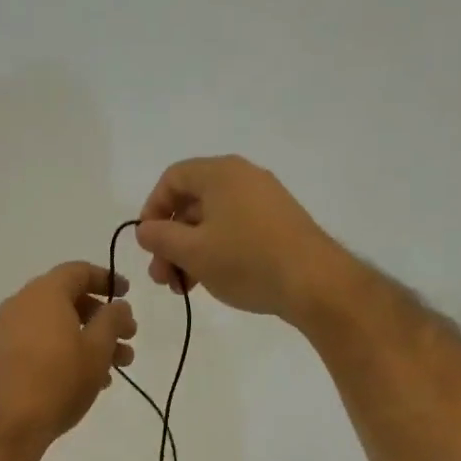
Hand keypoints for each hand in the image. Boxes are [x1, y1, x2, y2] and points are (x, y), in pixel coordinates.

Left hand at [0, 262, 136, 451]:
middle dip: (103, 317)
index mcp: (44, 293)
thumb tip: (118, 305)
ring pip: (58, 324)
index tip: (128, 293)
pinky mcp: (5, 355)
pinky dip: (68, 350)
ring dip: (90, 338)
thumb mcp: (98, 348)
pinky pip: (42, 341)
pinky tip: (90, 378)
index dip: (107, 279)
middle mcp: (22, 304)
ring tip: (118, 366)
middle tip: (129, 337)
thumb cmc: (59, 379)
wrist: (9, 424)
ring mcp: (9, 330)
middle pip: (69, 299)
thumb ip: (113, 320)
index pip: (79, 271)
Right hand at [135, 155, 349, 321]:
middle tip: (162, 277)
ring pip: (212, 221)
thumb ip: (160, 237)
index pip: (172, 179)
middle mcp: (243, 177)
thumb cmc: (246, 260)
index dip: (152, 210)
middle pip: (192, 203)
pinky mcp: (279, 224)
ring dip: (190, 252)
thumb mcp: (192, 251)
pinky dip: (216, 252)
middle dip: (170, 241)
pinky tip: (211, 281)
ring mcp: (265, 200)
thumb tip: (145, 229)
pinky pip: (235, 230)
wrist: (315, 282)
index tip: (147, 244)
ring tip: (183, 287)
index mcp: (220, 173)